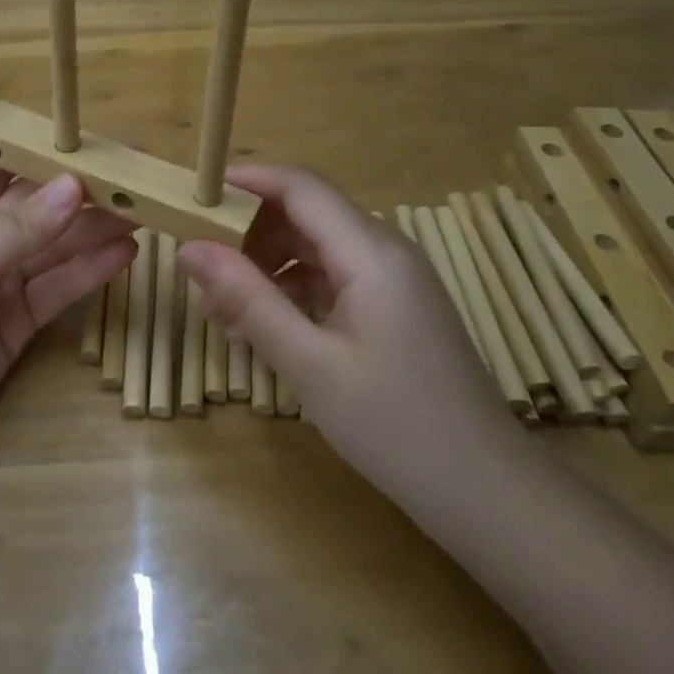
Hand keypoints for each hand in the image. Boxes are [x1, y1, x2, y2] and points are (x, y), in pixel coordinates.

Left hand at [0, 161, 135, 465]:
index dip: (42, 152)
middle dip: (81, 192)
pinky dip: (90, 271)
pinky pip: (59, 288)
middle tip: (136, 176)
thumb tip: (74, 185)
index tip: (92, 140)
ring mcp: (1, 281)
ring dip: (95, 230)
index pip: (0, 168)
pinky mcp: (20, 320)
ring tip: (144, 210)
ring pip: (55, 247)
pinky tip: (125, 253)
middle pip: (37, 207)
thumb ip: (19, 230)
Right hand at [177, 165, 516, 504]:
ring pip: (314, 247)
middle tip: (201, 273)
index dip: (245, 181)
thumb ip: (247, 300)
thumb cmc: (397, 427)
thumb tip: (187, 249)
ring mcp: (391, 279)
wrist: (486, 492)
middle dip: (247, 233)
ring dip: (265, 266)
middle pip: (304, 213)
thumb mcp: (310, 365)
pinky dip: (291, 290)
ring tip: (222, 311)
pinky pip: (330, 277)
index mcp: (371, 253)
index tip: (192, 195)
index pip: (300, 187)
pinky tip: (264, 327)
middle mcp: (384, 251)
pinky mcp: (391, 306)